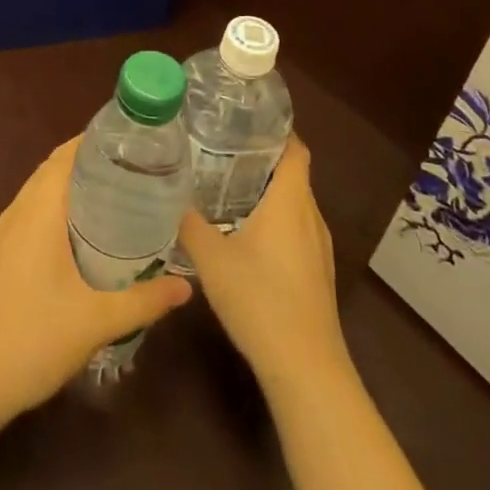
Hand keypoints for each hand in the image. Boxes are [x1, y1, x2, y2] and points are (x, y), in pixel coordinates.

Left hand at [0, 138, 192, 426]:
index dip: (98, 140)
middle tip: (138, 170)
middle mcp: (16, 213)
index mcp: (37, 211)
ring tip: (118, 197)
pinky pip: (31, 217)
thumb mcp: (96, 321)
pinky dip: (58, 211)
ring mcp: (1, 236)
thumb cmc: (30, 340)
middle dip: (92, 163)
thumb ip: (144, 300)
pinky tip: (82, 239)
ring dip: (73, 188)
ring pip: (41, 194)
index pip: (67, 155)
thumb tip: (187, 287)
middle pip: (54, 170)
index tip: (135, 141)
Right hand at [177, 137, 349, 392]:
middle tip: (222, 150)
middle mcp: (310, 216)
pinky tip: (245, 234)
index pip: (295, 148)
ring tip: (227, 187)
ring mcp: (318, 247)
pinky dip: (274, 220)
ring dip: (267, 192)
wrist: (305, 368)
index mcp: (290, 200)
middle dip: (261, 159)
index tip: (245, 121)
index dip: (276, 130)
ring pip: (294, 204)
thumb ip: (190, 224)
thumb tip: (171, 198)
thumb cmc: (260, 300)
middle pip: (292, 173)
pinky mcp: (317, 272)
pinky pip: (296, 229)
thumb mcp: (212, 259)